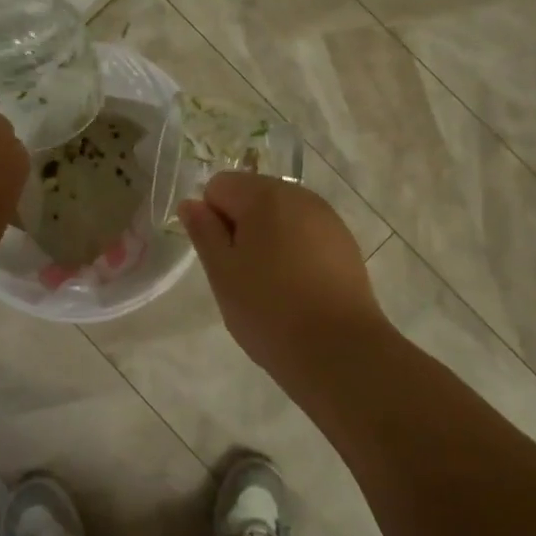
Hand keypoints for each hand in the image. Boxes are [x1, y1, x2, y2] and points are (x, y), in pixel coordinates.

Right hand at [179, 173, 388, 378]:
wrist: (339, 349)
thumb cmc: (269, 309)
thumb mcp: (222, 272)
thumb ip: (203, 231)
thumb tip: (191, 203)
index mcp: (264, 195)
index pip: (219, 186)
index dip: (211, 219)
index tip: (221, 257)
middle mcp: (299, 195)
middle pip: (253, 195)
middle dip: (240, 225)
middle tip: (242, 273)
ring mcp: (327, 218)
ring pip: (281, 215)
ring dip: (268, 237)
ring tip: (271, 283)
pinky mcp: (345, 243)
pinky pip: (306, 233)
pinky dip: (294, 250)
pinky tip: (298, 287)